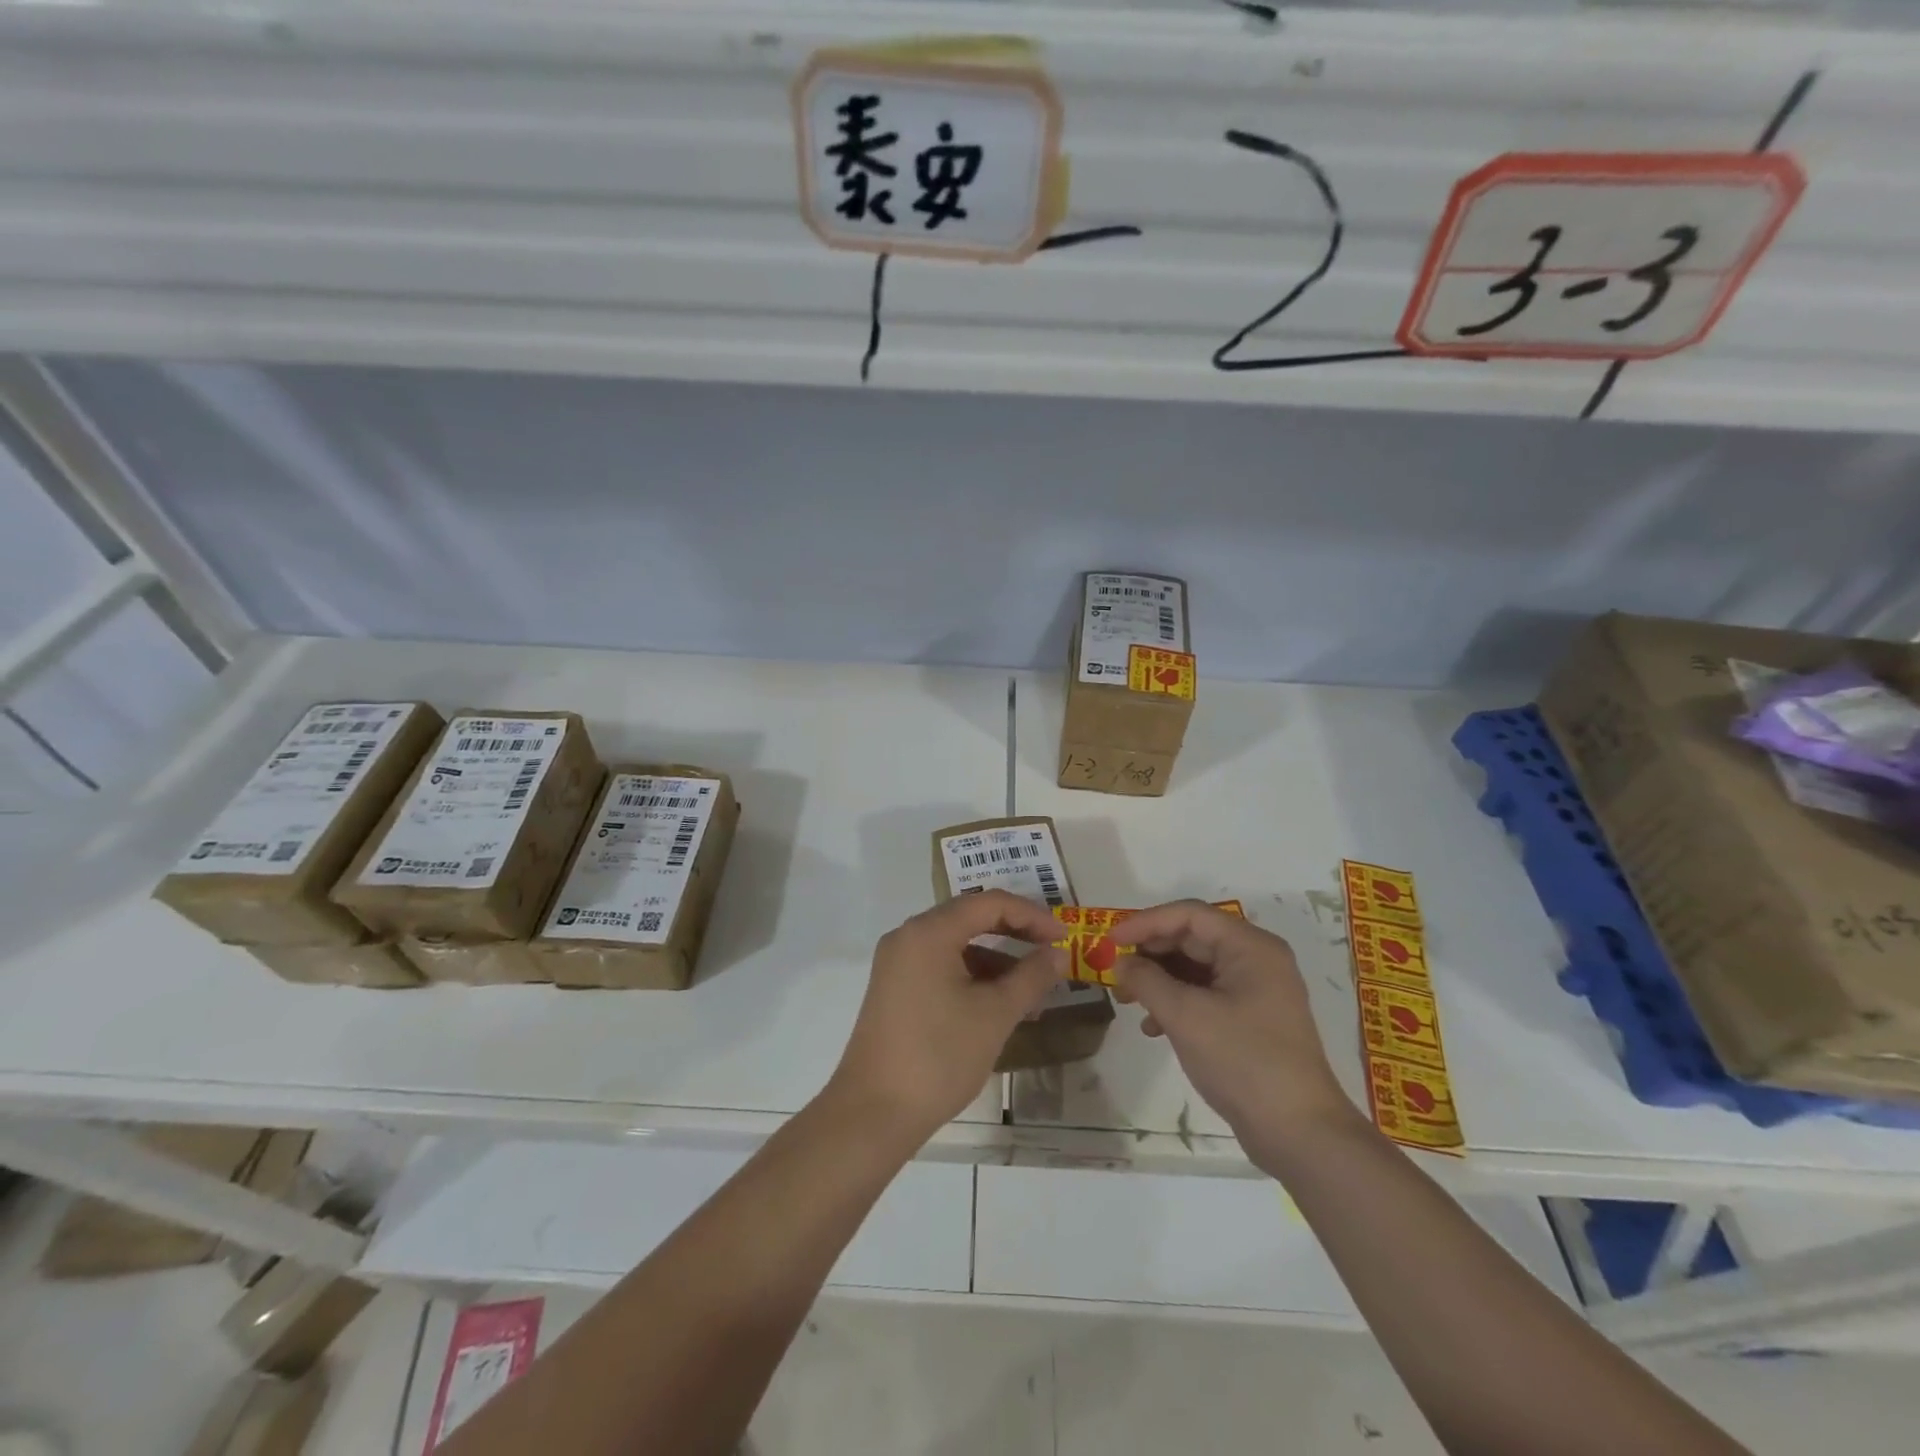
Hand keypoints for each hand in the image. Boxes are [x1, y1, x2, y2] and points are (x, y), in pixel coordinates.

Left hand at [827, 890, 1064, 1148]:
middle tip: (1053, 954)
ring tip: (1034, 994)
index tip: (1064, 938)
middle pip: (971, 919)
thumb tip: (1059, 953)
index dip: (1032, 916)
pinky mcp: (895, 989)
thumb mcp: (995, 1015)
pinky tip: (1001, 1008)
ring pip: (957, 946)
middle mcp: (909, 936)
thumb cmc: (939, 1056)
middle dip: (1016, 935)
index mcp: (929, 932)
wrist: (873, 1113)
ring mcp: (898, 963)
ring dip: (997, 962)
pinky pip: (942, 967)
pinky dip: (973, 978)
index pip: (989, 903)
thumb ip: (1031, 977)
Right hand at [1111, 900, 1360, 1171]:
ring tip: (1126, 1001)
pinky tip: (1153, 1027)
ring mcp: (1256, 990)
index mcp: (1250, 947)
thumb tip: (1120, 962)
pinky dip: (1176, 1003)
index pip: (1189, 915)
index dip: (1145, 922)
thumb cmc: (1243, 1061)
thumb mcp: (1186, 1016)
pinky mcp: (1251, 1019)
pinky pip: (1205, 994)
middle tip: (1114, 972)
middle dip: (1149, 953)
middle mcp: (1256, 959)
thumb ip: (1147, 980)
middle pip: (1192, 939)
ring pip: (1195, 968)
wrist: (1300, 1134)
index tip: (1110, 941)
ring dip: (1158, 980)